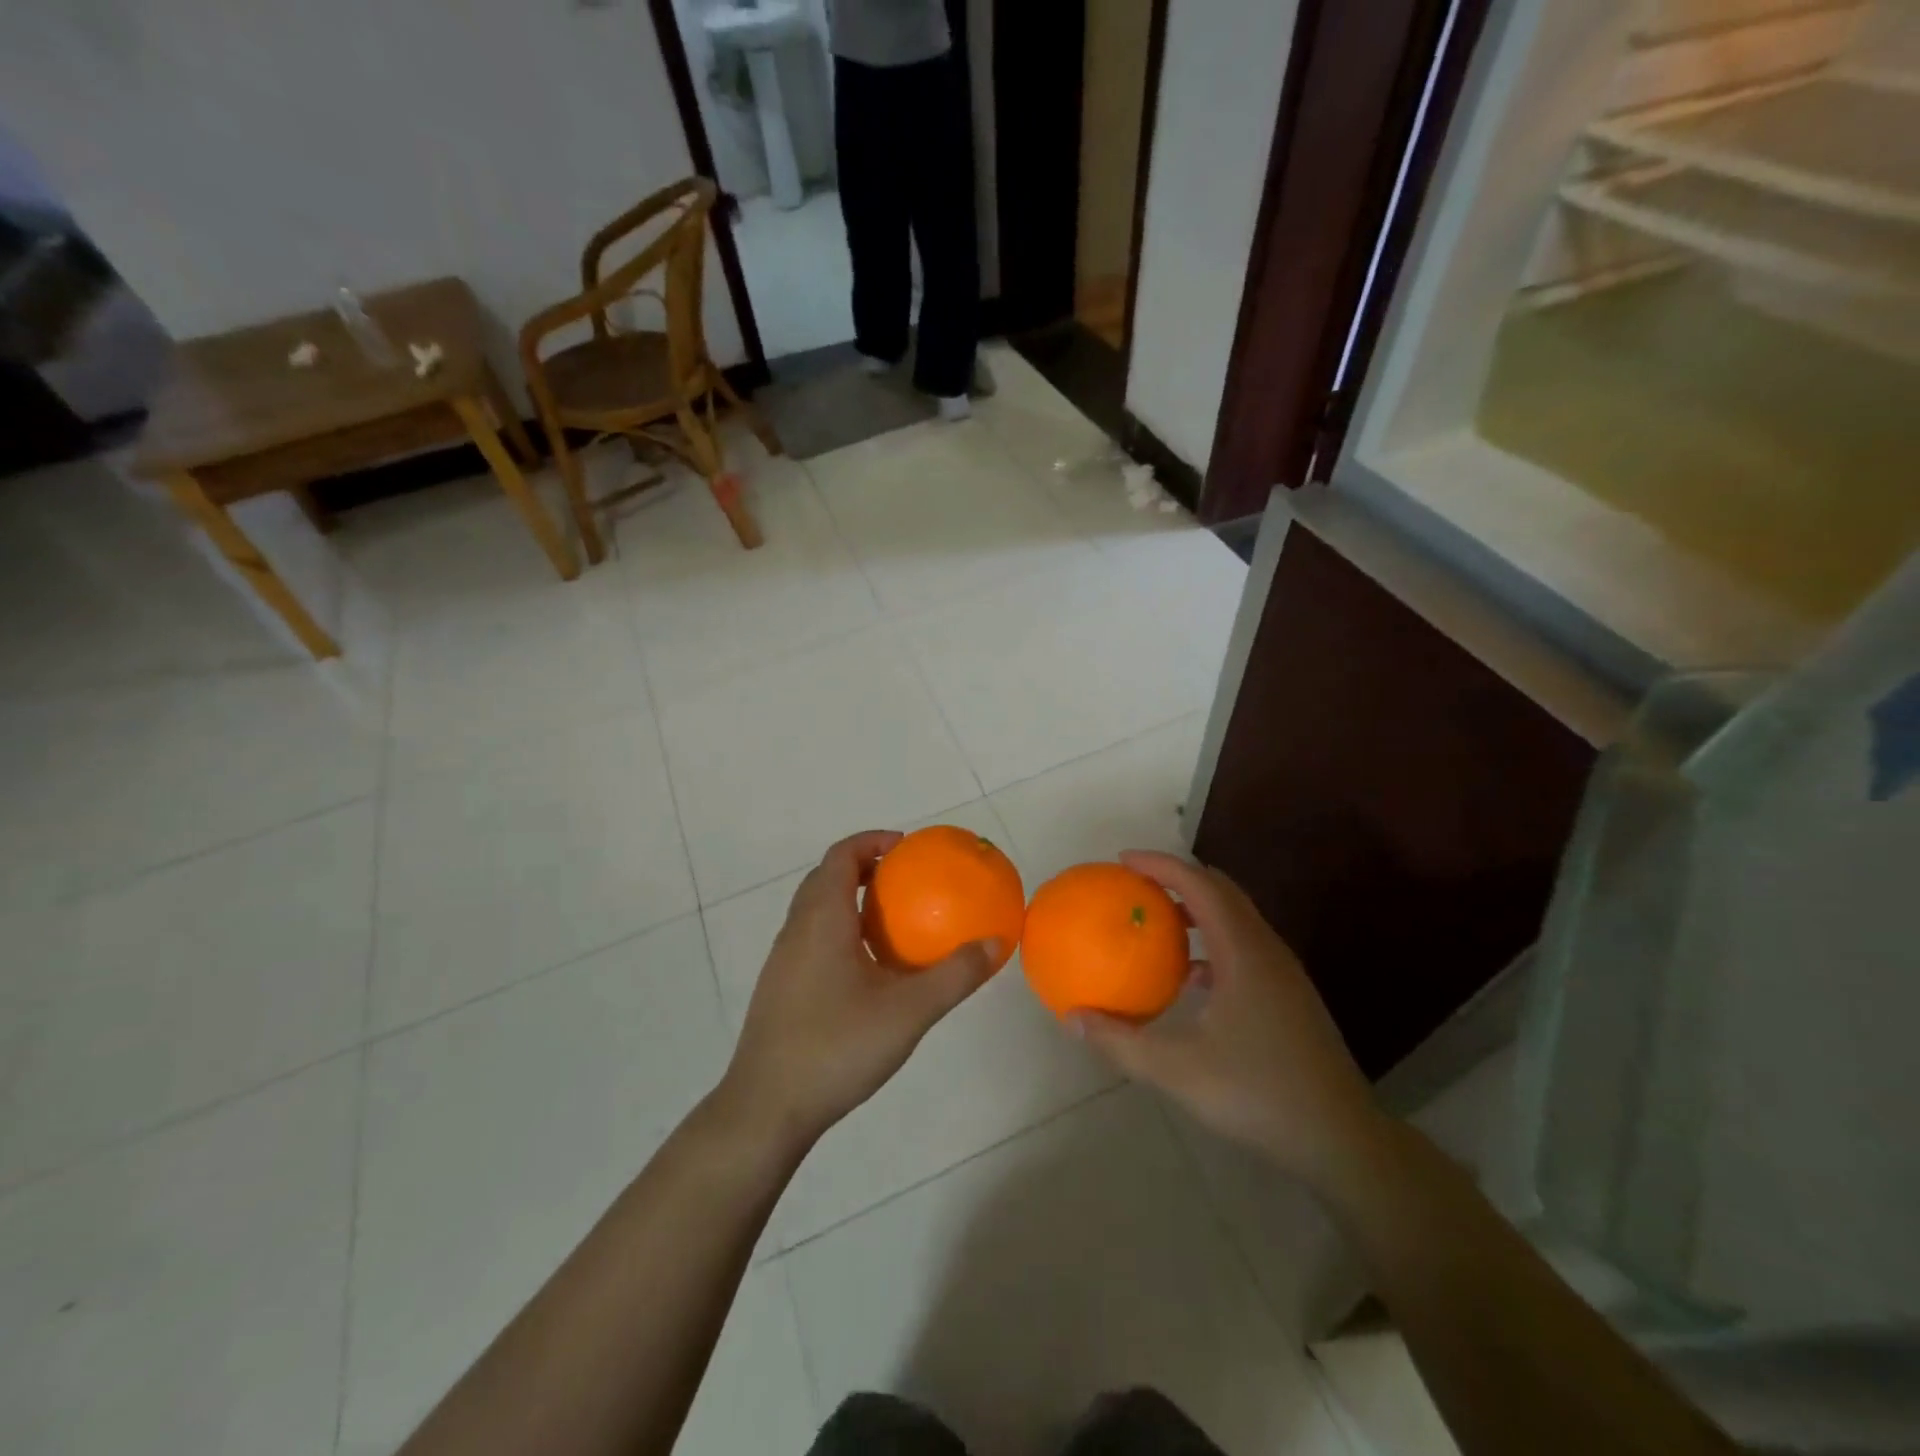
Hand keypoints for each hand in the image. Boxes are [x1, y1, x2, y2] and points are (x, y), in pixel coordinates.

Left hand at [717, 830, 998, 1153]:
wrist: (767, 1107)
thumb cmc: (837, 1047)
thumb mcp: (908, 1011)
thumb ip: (954, 975)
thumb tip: (995, 943)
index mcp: (822, 919)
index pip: (841, 856)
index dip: (872, 841)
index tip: (907, 848)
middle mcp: (797, 929)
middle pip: (826, 877)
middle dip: (864, 867)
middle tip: (905, 879)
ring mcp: (783, 959)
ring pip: (815, 908)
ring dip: (850, 899)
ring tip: (892, 921)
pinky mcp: (780, 986)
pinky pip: (812, 937)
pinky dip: (840, 929)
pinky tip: (868, 969)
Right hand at [1074, 851, 1381, 1181]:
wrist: (1340, 1138)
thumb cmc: (1257, 1094)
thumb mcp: (1176, 1070)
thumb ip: (1120, 1041)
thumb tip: (1073, 1017)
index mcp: (1243, 952)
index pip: (1199, 884)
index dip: (1160, 865)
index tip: (1122, 861)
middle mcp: (1266, 949)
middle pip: (1221, 890)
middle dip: (1177, 877)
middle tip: (1135, 885)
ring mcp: (1282, 972)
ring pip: (1236, 918)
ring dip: (1196, 908)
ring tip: (1157, 922)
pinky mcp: (1288, 995)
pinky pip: (1243, 947)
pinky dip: (1211, 942)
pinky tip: (1190, 978)